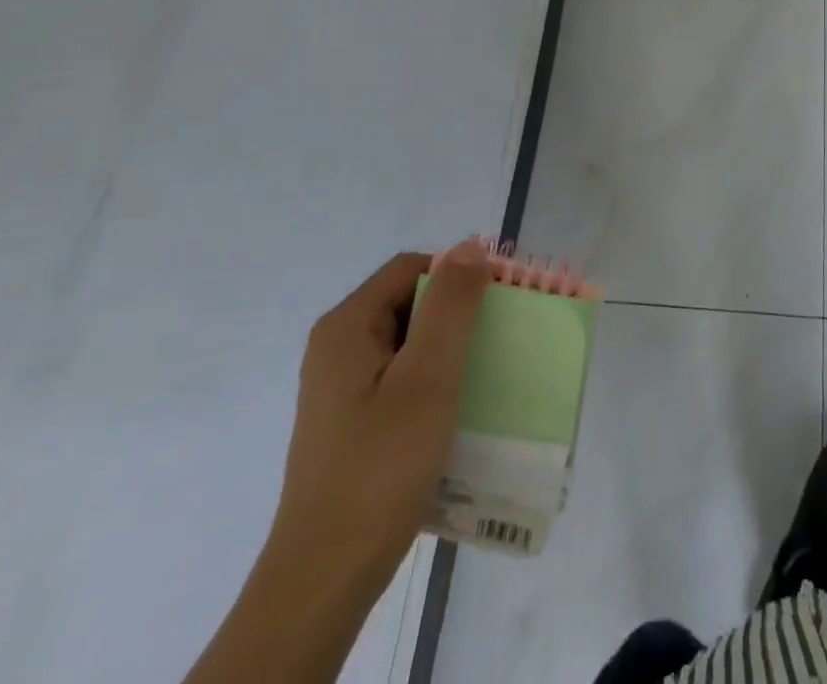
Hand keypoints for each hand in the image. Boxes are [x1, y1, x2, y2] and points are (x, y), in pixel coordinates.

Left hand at [266, 239, 491, 589]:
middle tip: (502, 337)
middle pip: (410, 302)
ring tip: (490, 372)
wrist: (324, 580)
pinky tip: (461, 410)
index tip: (500, 300)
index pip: (412, 268)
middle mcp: (339, 348)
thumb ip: (451, 307)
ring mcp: (342, 389)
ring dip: (451, 350)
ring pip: (409, 344)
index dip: (458, 273)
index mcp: (347, 327)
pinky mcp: (352, 423)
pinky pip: (402, 380)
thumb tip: (472, 247)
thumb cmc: (379, 467)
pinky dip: (435, 382)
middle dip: (458, 313)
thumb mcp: (427, 379)